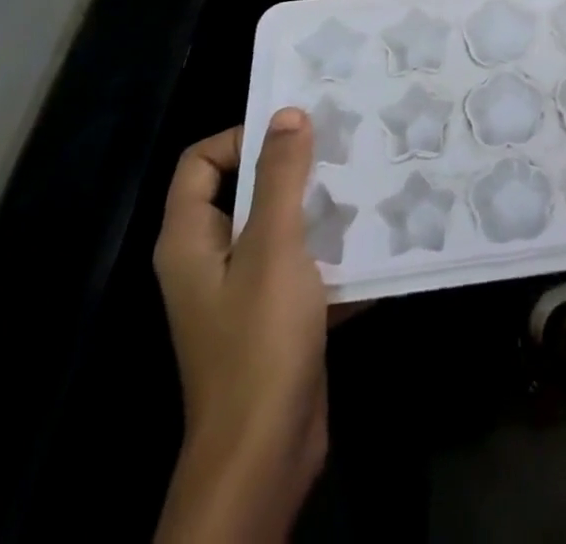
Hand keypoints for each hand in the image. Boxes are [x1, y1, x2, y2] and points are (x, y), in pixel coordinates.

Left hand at [152, 112, 326, 542]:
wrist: (266, 452)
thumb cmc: (260, 340)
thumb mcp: (273, 246)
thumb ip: (280, 177)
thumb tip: (287, 113)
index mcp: (190, 240)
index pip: (201, 161)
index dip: (243, 137)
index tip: (296, 132)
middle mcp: (210, 259)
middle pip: (245, 190)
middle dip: (294, 168)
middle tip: (342, 145)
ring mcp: (243, 290)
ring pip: (279, 226)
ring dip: (320, 207)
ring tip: (366, 181)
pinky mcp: (275, 315)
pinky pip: (302, 263)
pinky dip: (331, 250)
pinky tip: (375, 236)